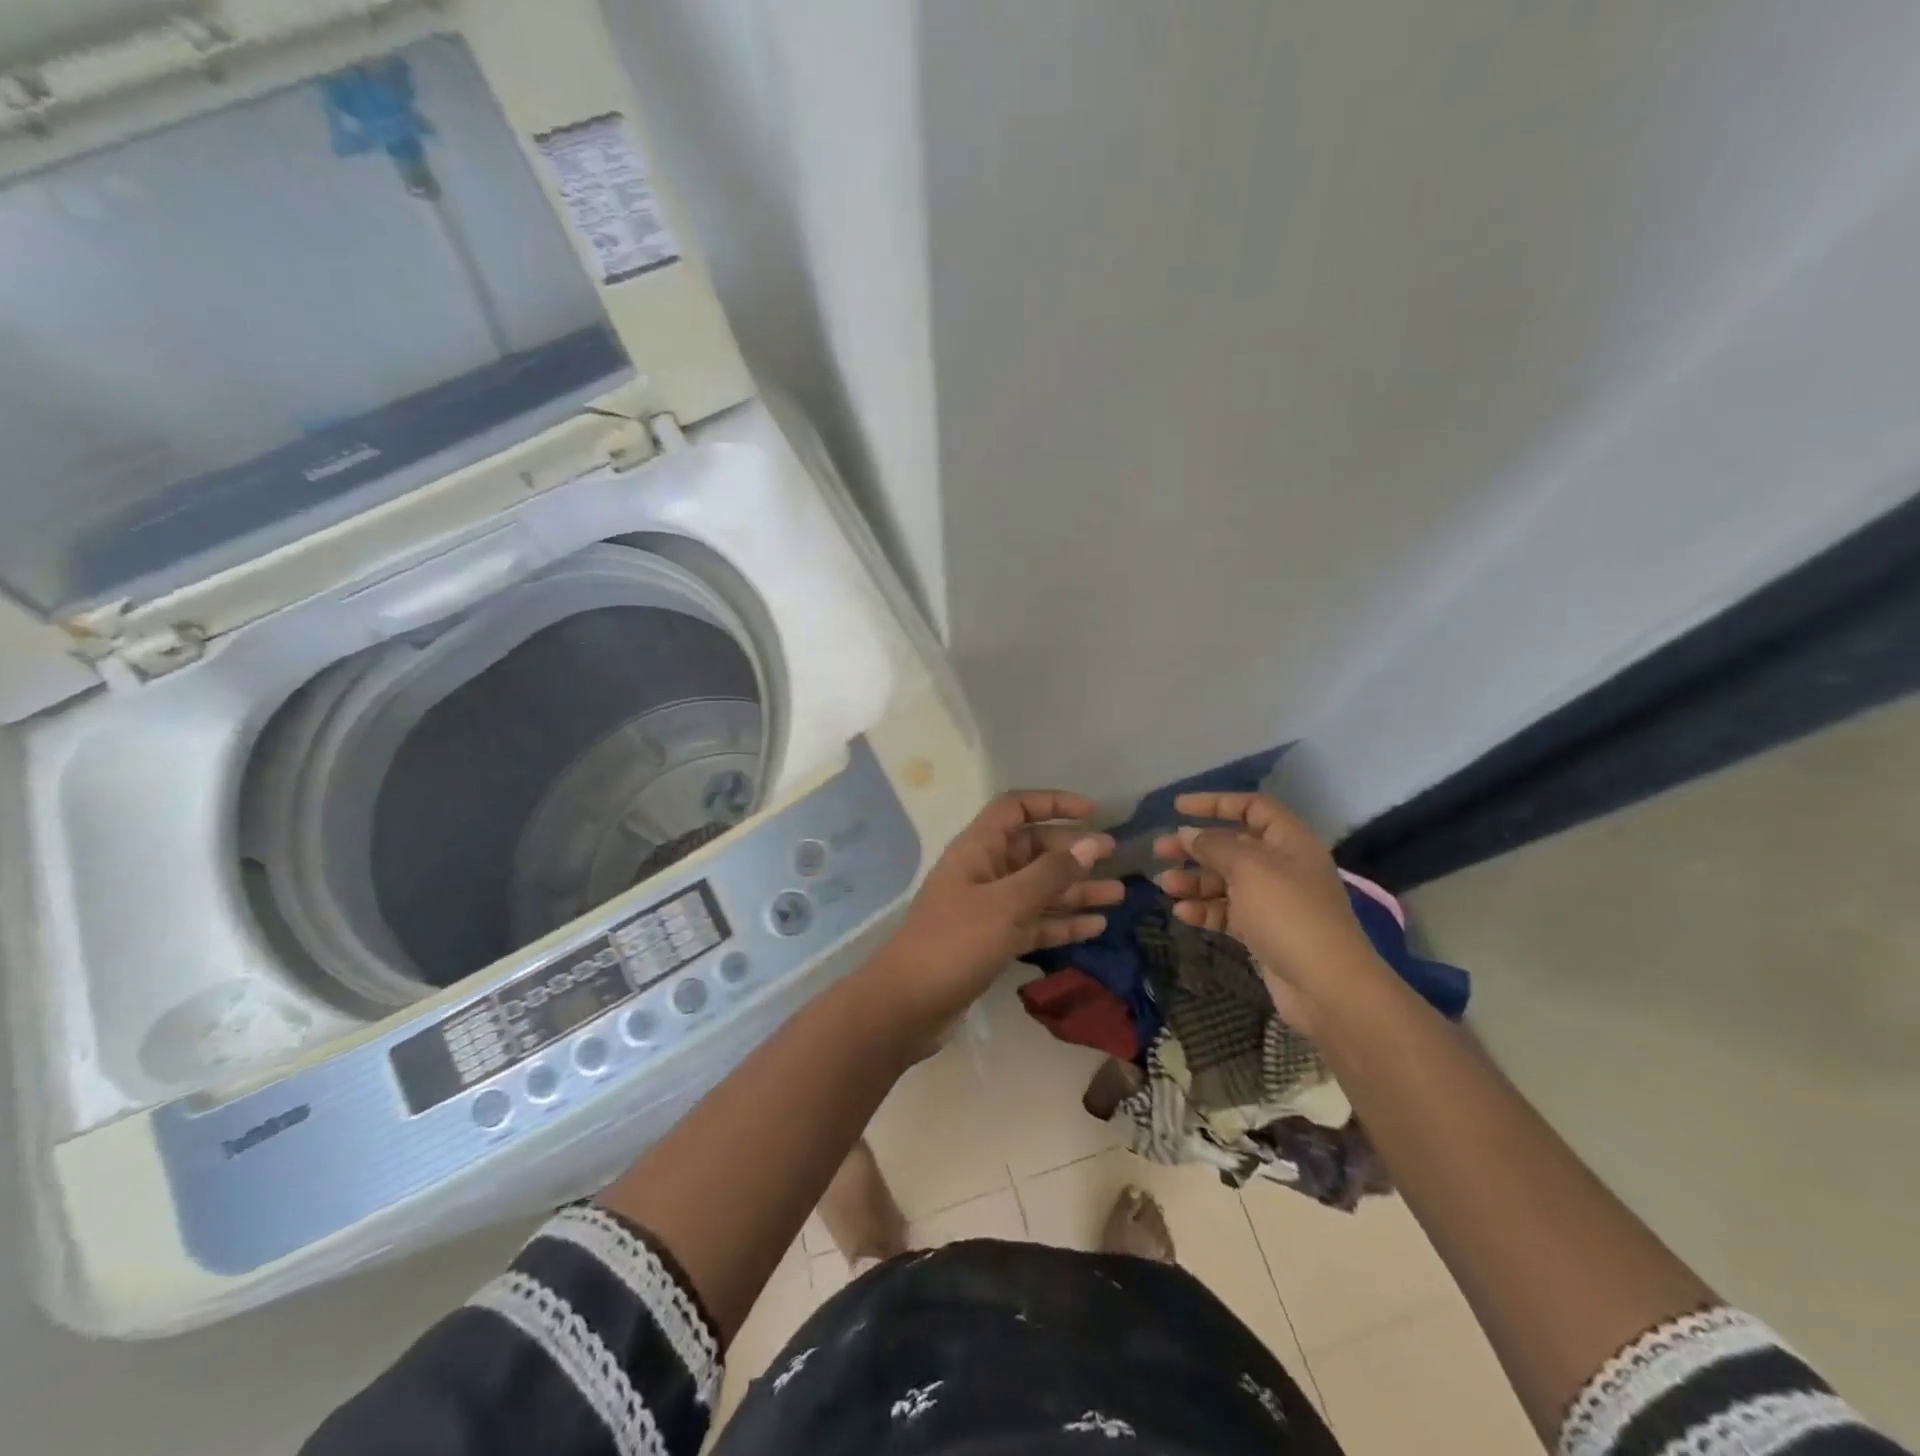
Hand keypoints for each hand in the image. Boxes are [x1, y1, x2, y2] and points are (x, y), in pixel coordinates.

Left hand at [873, 790, 1120, 1028]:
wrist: (907, 1006)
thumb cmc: (954, 944)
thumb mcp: (1006, 905)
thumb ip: (1050, 874)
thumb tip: (1093, 843)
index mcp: (978, 850)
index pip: (1015, 809)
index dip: (1052, 803)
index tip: (1092, 812)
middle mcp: (984, 872)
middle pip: (1033, 850)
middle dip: (1072, 852)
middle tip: (1115, 857)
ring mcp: (988, 909)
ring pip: (1039, 890)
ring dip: (1075, 890)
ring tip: (1118, 894)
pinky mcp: (993, 941)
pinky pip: (1034, 923)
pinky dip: (1062, 923)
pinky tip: (1096, 926)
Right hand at [1152, 792, 1383, 1031]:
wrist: (1326, 985)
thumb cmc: (1288, 913)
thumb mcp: (1248, 868)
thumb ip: (1214, 846)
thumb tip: (1187, 834)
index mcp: (1289, 842)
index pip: (1252, 808)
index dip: (1215, 803)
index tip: (1178, 808)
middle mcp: (1282, 867)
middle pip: (1233, 845)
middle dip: (1195, 846)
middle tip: (1159, 850)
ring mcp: (1273, 901)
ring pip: (1225, 881)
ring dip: (1194, 880)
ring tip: (1164, 885)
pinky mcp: (1263, 932)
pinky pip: (1227, 912)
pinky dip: (1205, 910)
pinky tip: (1182, 913)